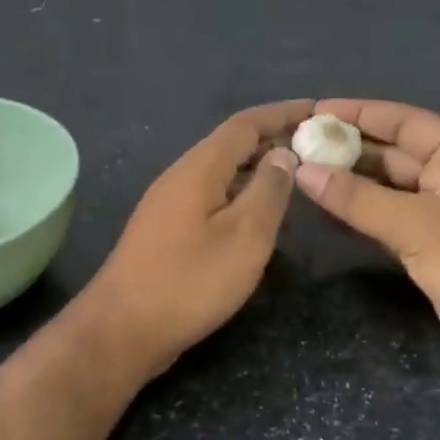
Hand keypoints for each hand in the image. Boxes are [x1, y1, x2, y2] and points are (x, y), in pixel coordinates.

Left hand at [82, 100, 311, 378]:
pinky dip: (238, 195)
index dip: (281, 114)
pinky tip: (256, 217)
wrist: (122, 329)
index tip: (317, 110)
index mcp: (198, 168)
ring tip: (294, 179)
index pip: (244, 124)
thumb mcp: (245, 236)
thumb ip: (268, 191)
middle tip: (315, 148)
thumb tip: (282, 155)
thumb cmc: (190, 281)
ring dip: (255, 169)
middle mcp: (179, 177)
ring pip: (219, 173)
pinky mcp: (165, 232)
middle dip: (271, 140)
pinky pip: (209, 198)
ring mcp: (167, 205)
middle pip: (230, 145)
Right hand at [292, 99, 439, 378]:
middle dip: (348, 150)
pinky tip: (324, 209)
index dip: (358, 114)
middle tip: (297, 146)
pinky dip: (359, 212)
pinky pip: (388, 217)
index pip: (404, 120)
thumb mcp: (415, 225)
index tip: (313, 111)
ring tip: (300, 173)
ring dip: (350, 182)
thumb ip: (356, 197)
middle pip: (393, 152)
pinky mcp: (432, 244)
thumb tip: (302, 171)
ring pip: (388, 187)